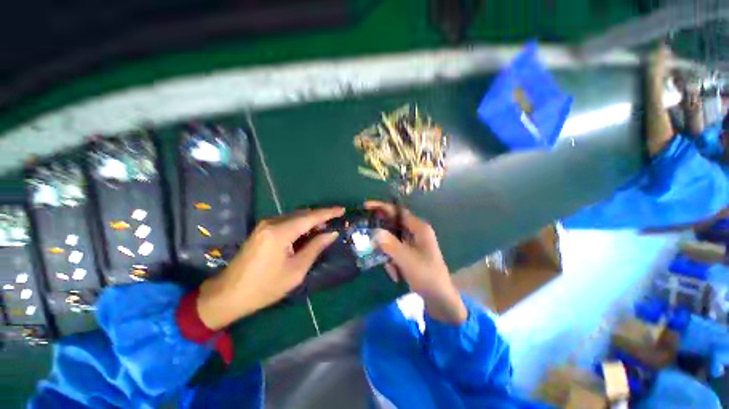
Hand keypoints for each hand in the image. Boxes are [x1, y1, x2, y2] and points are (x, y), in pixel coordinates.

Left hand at [197, 207, 344, 329]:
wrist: (228, 295)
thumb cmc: (265, 287)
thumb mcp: (296, 270)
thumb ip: (315, 247)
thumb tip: (332, 233)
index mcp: (280, 232)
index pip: (310, 217)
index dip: (328, 212)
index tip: (342, 210)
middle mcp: (272, 223)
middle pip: (302, 214)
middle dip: (320, 217)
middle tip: (335, 223)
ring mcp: (264, 225)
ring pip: (295, 217)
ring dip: (310, 221)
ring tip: (324, 229)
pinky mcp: (261, 230)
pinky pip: (286, 222)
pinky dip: (300, 225)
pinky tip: (307, 233)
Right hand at [364, 201, 466, 323]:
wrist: (439, 298)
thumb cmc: (426, 275)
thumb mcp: (406, 259)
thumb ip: (390, 244)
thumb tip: (375, 232)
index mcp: (419, 228)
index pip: (398, 211)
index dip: (382, 207)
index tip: (366, 206)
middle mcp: (416, 231)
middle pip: (393, 224)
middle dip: (382, 233)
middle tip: (369, 239)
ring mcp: (413, 242)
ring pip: (392, 238)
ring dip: (388, 251)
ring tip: (393, 269)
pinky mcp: (410, 252)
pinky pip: (395, 249)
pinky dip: (392, 259)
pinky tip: (396, 273)